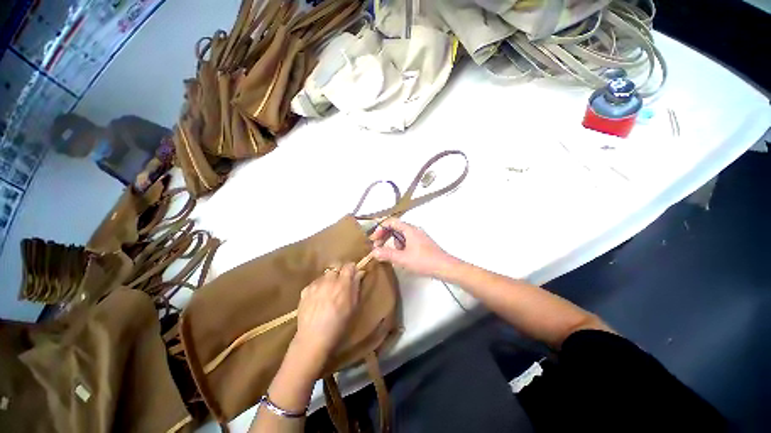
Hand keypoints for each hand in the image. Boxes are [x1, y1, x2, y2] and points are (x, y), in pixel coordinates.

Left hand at [293, 263, 362, 367]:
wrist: (313, 338)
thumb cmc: (338, 325)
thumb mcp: (353, 307)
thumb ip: (356, 287)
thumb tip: (359, 273)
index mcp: (342, 284)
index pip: (349, 266)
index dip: (352, 269)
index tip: (353, 275)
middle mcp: (328, 280)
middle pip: (336, 267)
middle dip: (340, 273)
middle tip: (341, 285)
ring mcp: (315, 285)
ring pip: (324, 275)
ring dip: (328, 280)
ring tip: (328, 292)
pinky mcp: (305, 291)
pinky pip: (314, 283)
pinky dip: (318, 287)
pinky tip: (317, 298)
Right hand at [371, 218, 459, 278]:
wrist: (445, 267)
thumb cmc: (424, 261)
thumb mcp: (403, 259)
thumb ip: (387, 254)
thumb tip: (373, 252)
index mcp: (409, 229)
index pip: (391, 222)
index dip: (380, 228)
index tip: (374, 239)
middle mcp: (414, 230)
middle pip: (395, 227)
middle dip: (385, 236)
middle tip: (377, 247)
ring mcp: (419, 236)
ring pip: (401, 235)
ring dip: (393, 242)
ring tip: (392, 254)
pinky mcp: (422, 243)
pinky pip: (407, 241)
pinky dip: (401, 246)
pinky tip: (402, 256)